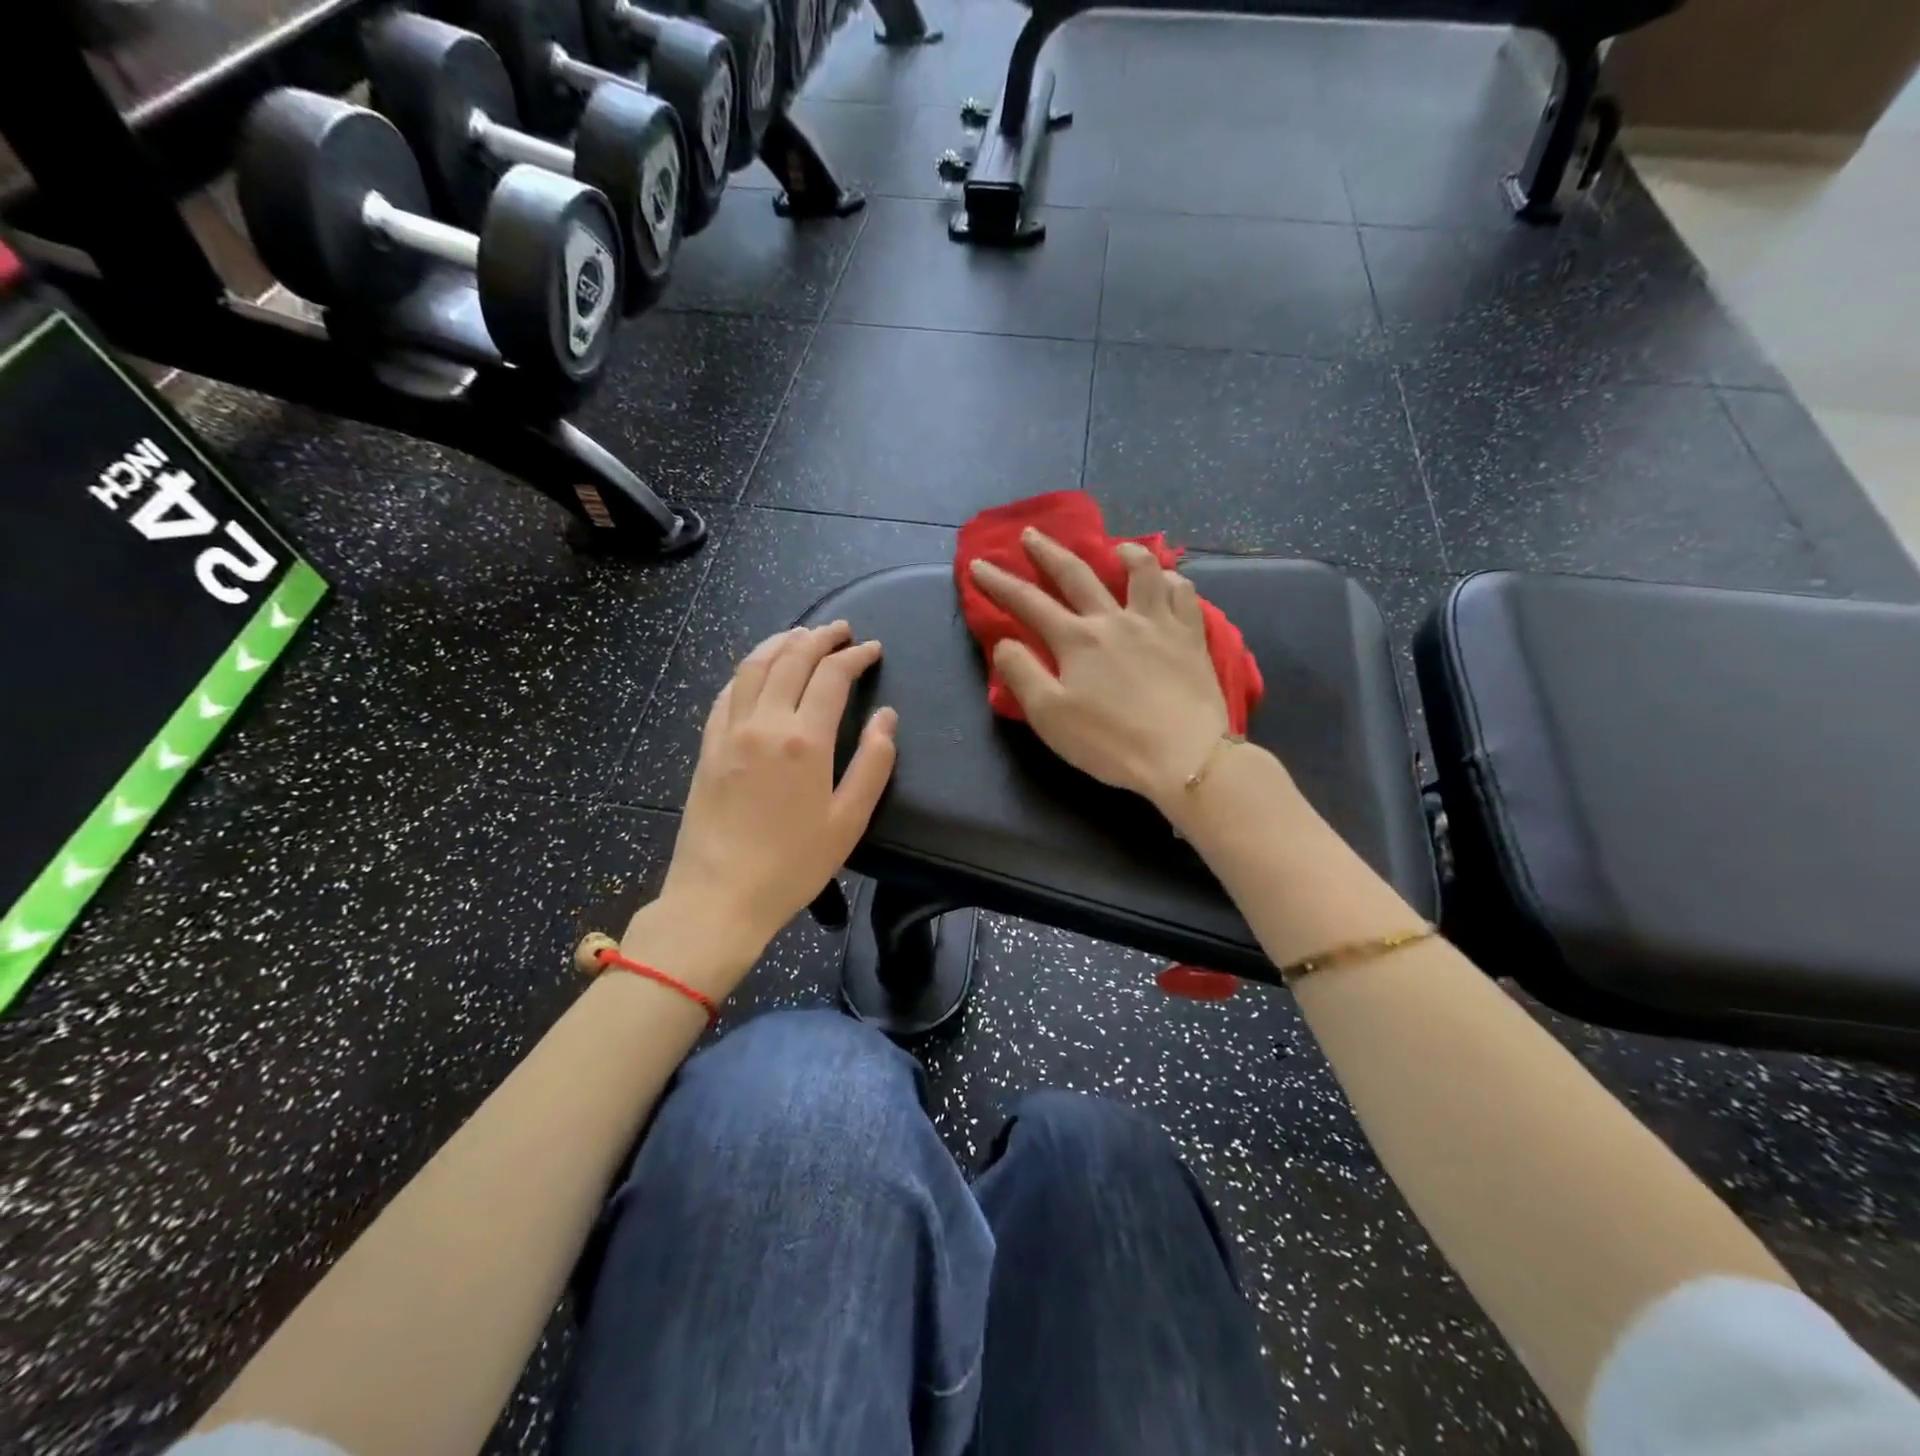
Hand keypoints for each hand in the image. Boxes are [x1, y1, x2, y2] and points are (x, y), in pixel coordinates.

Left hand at [645, 623, 896, 985]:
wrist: (718, 897)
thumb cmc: (792, 865)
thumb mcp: (848, 821)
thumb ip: (873, 764)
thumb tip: (886, 718)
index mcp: (804, 740)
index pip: (832, 676)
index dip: (855, 656)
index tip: (872, 649)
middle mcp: (764, 723)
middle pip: (791, 659)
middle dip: (820, 637)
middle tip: (841, 631)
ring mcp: (729, 731)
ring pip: (754, 666)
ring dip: (780, 643)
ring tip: (801, 636)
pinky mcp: (707, 746)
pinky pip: (727, 692)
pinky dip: (748, 671)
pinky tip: (758, 671)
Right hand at [969, 528, 1228, 813]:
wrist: (1184, 755)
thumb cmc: (1110, 742)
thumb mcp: (1050, 716)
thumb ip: (1022, 674)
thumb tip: (1005, 643)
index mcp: (1076, 640)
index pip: (1028, 603)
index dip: (999, 583)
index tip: (979, 565)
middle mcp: (1114, 619)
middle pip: (1077, 575)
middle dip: (1049, 553)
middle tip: (1031, 534)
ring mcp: (1157, 624)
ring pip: (1142, 572)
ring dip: (1125, 553)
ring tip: (1117, 548)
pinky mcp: (1191, 637)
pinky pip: (1184, 595)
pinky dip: (1172, 582)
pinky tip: (1168, 583)